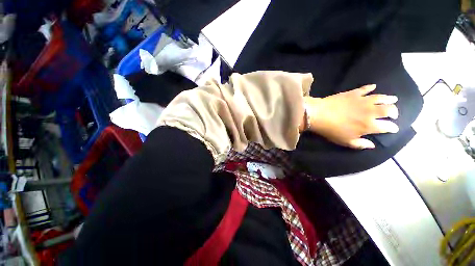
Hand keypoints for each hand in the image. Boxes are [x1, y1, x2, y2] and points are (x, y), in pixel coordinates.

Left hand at [305, 84, 398, 148]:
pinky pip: (365, 89)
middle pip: (388, 110)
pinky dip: (370, 87)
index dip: (392, 128)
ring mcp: (362, 101)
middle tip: (394, 113)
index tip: (394, 129)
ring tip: (393, 99)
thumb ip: (360, 144)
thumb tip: (373, 145)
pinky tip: (374, 86)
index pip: (387, 127)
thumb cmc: (331, 130)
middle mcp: (370, 112)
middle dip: (394, 112)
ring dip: (388, 98)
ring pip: (380, 98)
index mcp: (369, 125)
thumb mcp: (345, 141)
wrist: (319, 115)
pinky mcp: (353, 93)